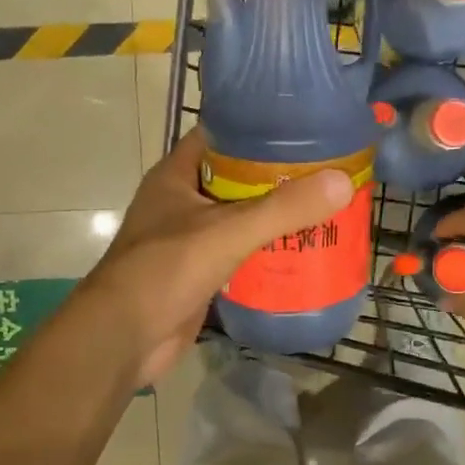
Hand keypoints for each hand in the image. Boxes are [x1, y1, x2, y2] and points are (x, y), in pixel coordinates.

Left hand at [81, 127, 353, 384]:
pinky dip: (266, 251)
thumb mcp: (227, 232)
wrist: (123, 339)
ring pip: (239, 217)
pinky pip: (239, 253)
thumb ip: (283, 209)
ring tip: (323, 206)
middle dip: (276, 175)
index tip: (302, 125)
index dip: (257, 127)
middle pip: (235, 178)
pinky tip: (302, 251)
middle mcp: (181, 202)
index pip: (220, 136)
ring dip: (274, 215)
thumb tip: (342, 182)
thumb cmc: (165, 271)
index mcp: (176, 176)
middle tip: (325, 170)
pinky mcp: (199, 273)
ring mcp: (188, 239)